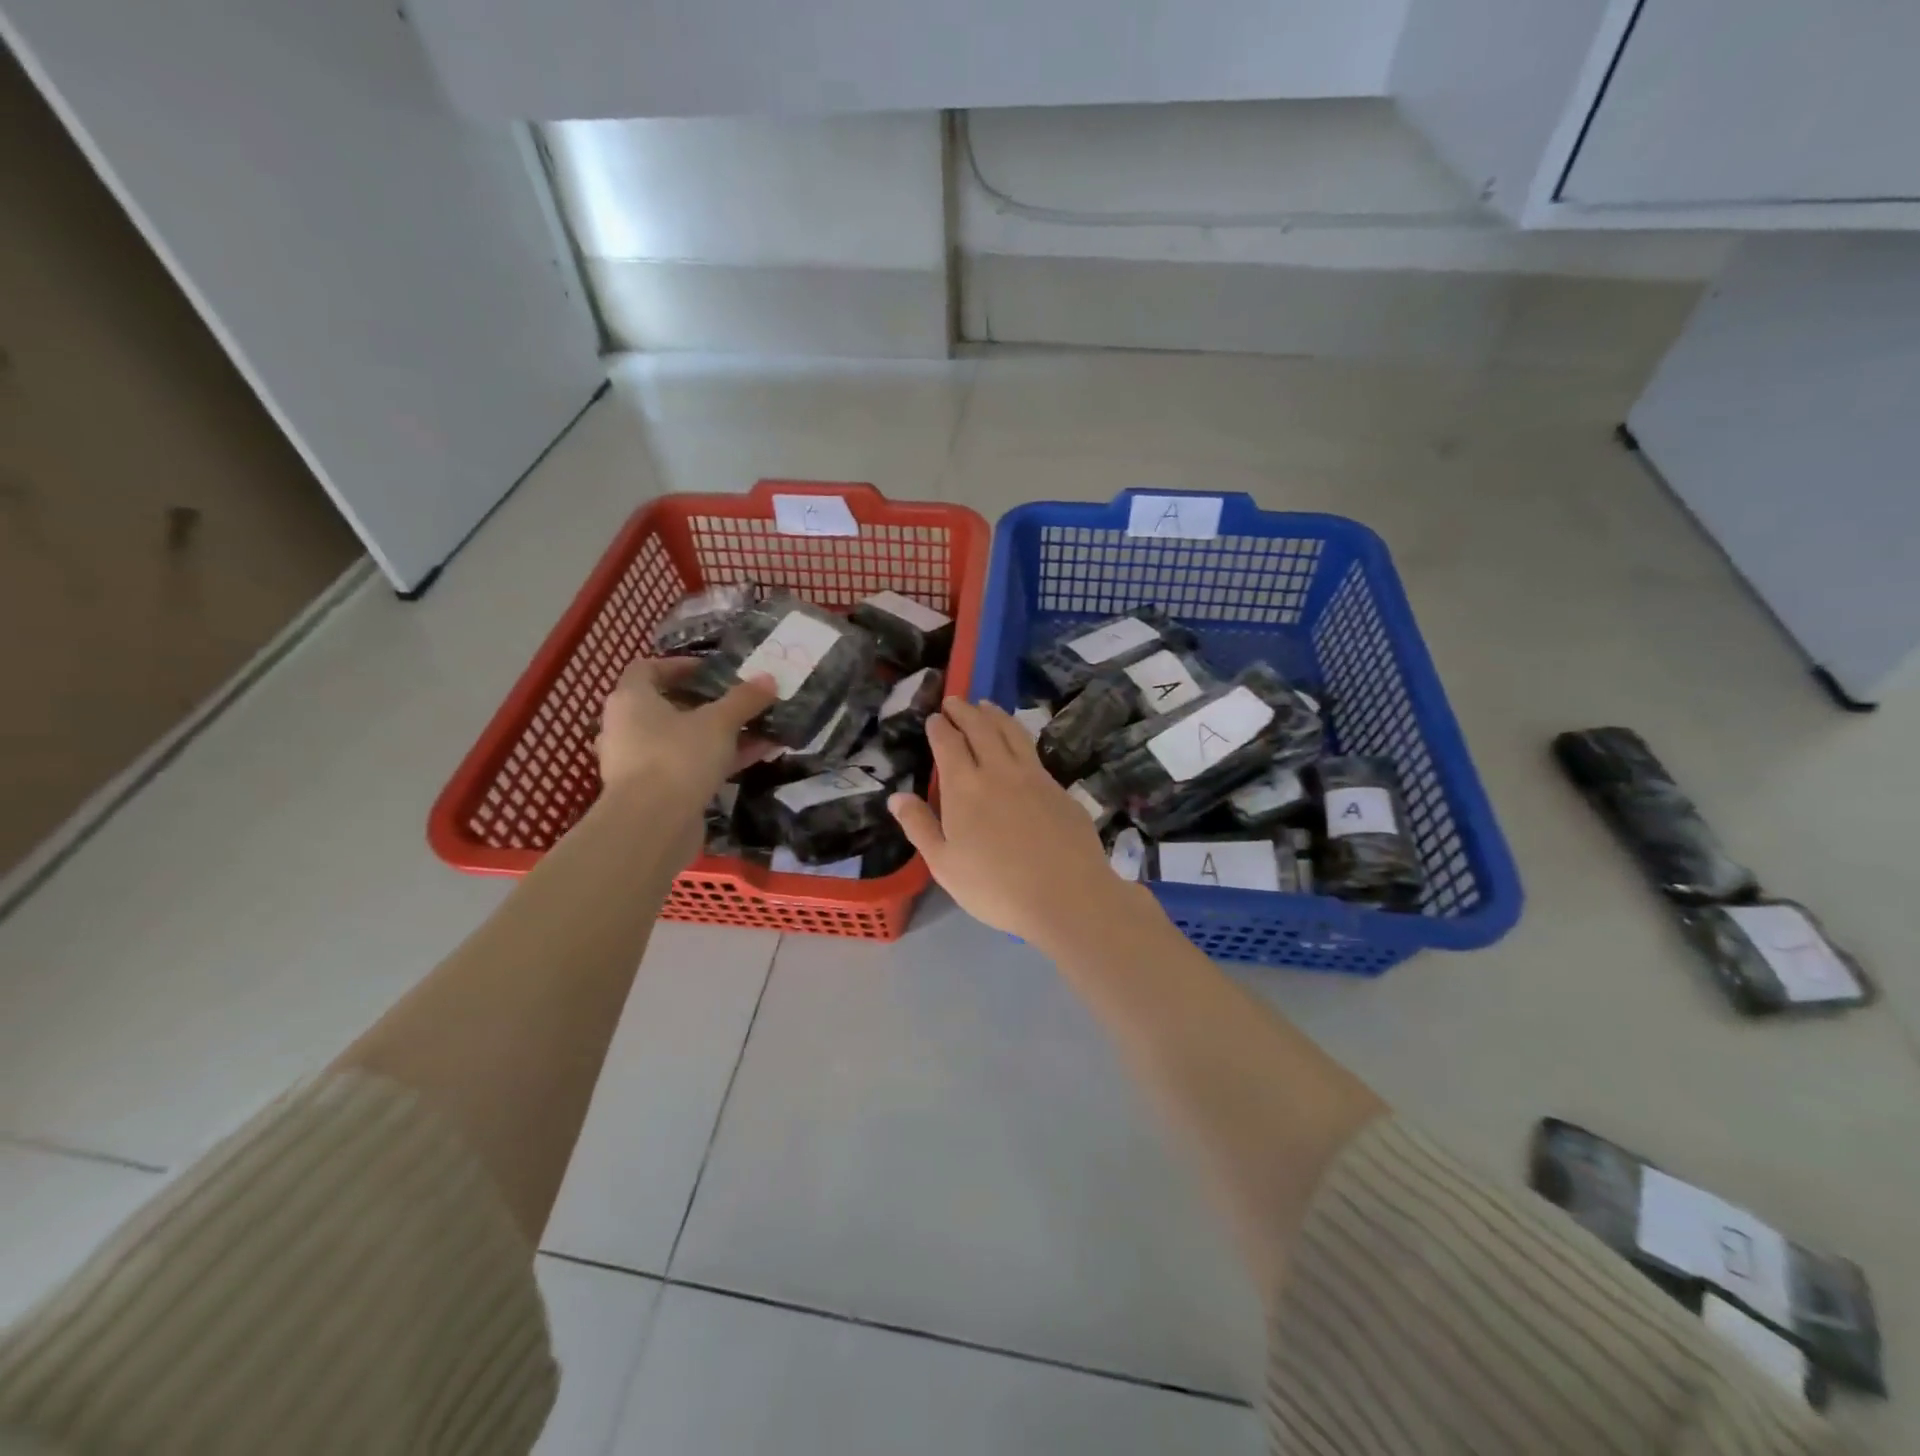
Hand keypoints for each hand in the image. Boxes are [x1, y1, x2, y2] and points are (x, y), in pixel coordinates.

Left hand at [596, 658, 776, 810]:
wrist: (652, 826)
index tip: (711, 669)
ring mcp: (639, 762)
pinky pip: (688, 766)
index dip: (678, 665)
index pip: (647, 669)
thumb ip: (744, 699)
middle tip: (738, 700)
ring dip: (717, 734)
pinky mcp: (654, 791)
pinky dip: (717, 759)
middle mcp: (627, 727)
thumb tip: (769, 677)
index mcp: (631, 700)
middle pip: (666, 706)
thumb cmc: (677, 757)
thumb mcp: (719, 722)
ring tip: (756, 728)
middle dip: (705, 703)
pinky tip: (755, 756)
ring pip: (682, 739)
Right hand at [889, 697, 1127, 944]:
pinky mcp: (1059, 788)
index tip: (934, 717)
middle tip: (956, 700)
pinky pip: (1033, 751)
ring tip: (986, 705)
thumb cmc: (995, 887)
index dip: (940, 727)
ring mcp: (1034, 776)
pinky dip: (1019, 736)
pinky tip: (1018, 743)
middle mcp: (998, 770)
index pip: (949, 744)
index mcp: (964, 787)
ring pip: (1011, 732)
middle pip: (981, 728)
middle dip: (965, 710)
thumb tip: (896, 796)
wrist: (1066, 895)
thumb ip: (919, 826)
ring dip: (995, 715)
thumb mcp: (944, 865)